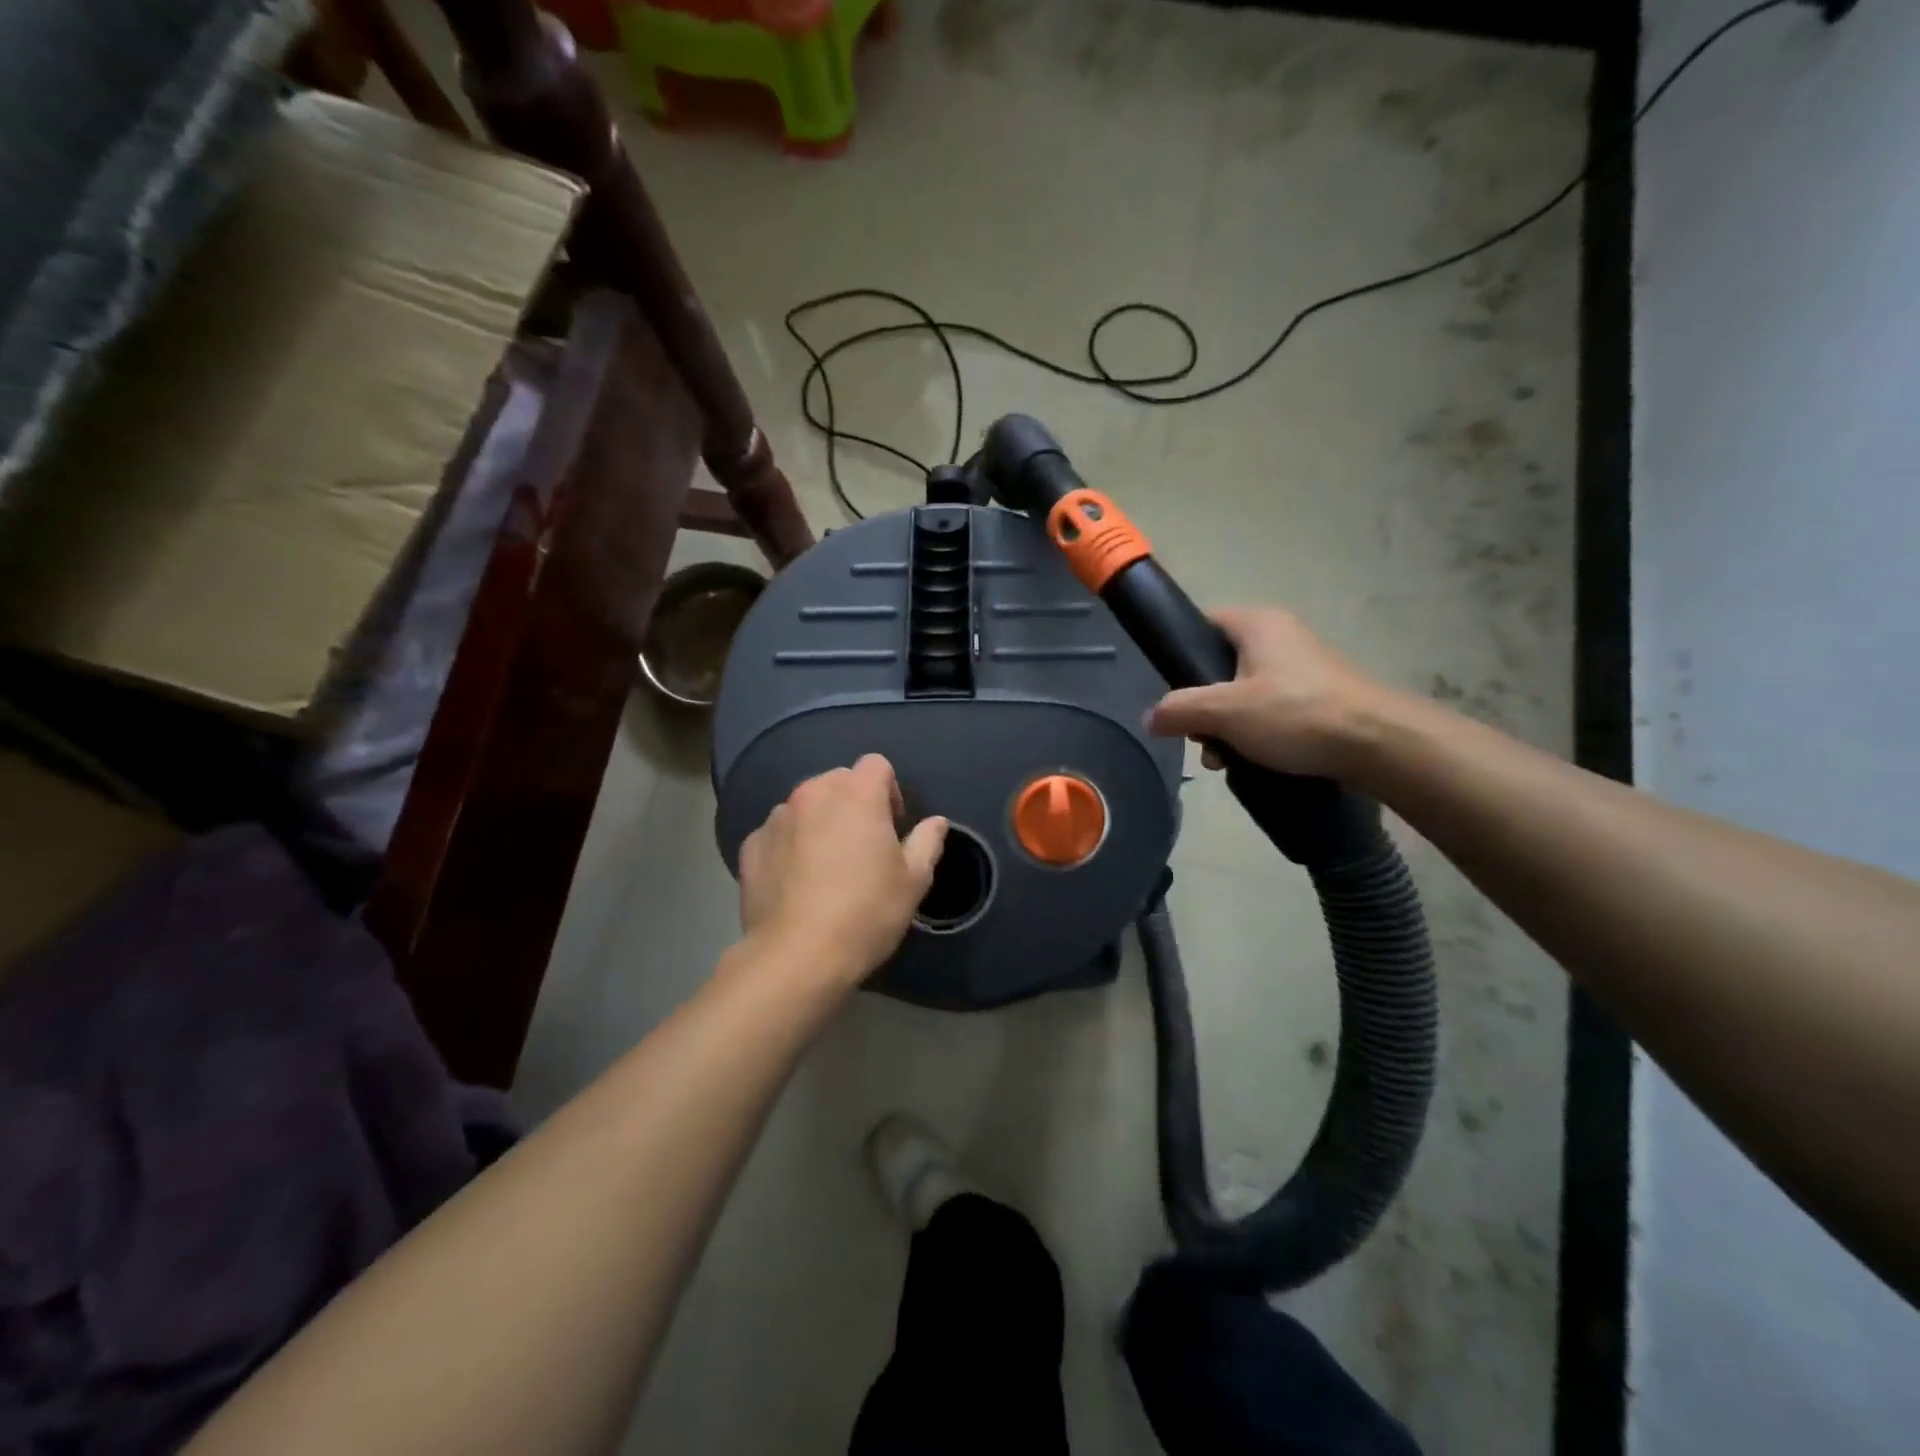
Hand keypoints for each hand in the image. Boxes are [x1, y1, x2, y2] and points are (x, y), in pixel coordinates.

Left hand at [735, 755, 948, 990]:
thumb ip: (927, 842)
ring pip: (805, 805)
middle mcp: (812, 794)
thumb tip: (937, 822)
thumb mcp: (913, 881)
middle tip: (862, 846)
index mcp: (856, 794)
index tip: (892, 826)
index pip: (876, 764)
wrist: (796, 957)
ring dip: (819, 822)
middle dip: (853, 803)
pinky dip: (789, 845)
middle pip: (838, 780)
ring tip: (825, 865)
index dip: (889, 790)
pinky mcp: (751, 845)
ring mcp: (777, 818)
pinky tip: (796, 882)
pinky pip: (778, 833)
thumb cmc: (866, 913)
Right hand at [1145, 607, 1392, 778]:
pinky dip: (1254, 734)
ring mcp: (1302, 669)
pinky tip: (1250, 762)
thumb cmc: (1295, 714)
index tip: (1169, 688)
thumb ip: (1179, 710)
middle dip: (1201, 705)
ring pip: (1243, 694)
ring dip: (1225, 726)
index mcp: (1257, 624)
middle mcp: (1280, 637)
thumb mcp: (1225, 711)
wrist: (1378, 745)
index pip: (1202, 623)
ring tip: (1221, 759)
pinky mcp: (1318, 698)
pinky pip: (1270, 711)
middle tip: (1197, 735)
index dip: (1179, 652)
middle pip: (1219, 665)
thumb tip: (1149, 718)